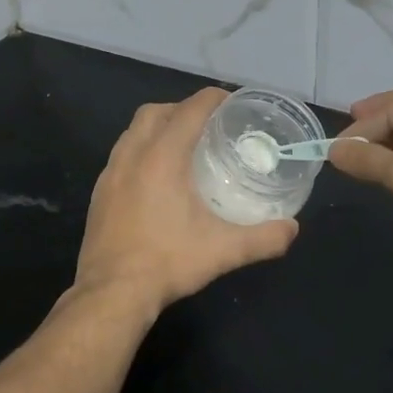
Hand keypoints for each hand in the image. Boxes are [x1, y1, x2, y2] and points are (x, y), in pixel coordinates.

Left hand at [75, 88, 298, 314]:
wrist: (111, 293)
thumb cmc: (167, 263)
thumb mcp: (224, 251)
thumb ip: (264, 238)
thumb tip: (292, 229)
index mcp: (162, 157)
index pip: (190, 110)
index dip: (213, 99)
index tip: (232, 103)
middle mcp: (132, 155)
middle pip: (156, 111)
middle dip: (182, 109)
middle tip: (209, 126)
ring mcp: (109, 173)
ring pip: (133, 131)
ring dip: (158, 128)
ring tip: (183, 148)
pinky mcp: (99, 192)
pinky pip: (121, 154)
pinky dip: (141, 151)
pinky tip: (156, 179)